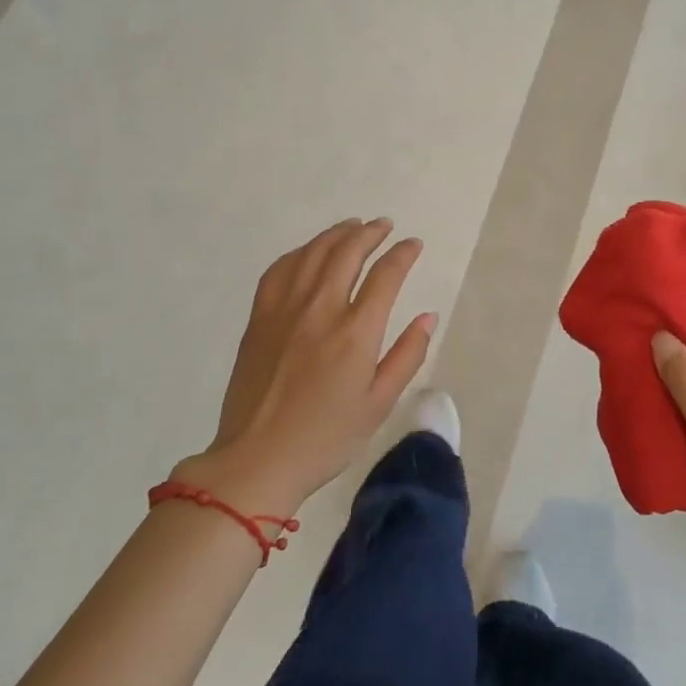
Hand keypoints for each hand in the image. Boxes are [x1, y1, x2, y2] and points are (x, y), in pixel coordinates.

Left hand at [173, 218, 435, 511]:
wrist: (257, 460)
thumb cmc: (326, 438)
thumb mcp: (379, 404)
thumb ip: (407, 355)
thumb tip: (428, 316)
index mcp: (356, 332)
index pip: (386, 275)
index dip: (403, 254)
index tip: (414, 244)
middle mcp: (321, 309)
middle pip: (347, 253)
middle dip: (370, 233)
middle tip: (384, 225)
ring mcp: (285, 310)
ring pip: (313, 254)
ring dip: (336, 234)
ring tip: (352, 226)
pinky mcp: (259, 318)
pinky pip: (279, 270)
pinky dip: (299, 253)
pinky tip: (309, 252)